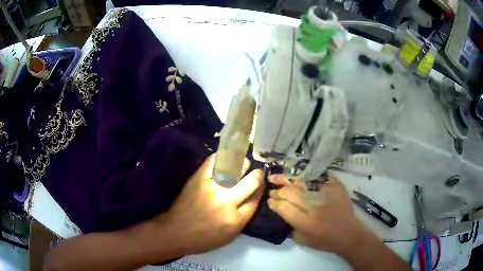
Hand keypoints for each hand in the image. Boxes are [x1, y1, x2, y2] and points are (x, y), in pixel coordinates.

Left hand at [164, 154, 263, 254]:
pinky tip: (225, 158)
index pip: (256, 198)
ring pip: (236, 169)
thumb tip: (253, 198)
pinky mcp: (199, 179)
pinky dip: (222, 158)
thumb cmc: (203, 239)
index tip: (260, 183)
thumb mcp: (229, 237)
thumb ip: (243, 218)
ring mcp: (213, 189)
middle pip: (252, 182)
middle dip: (256, 175)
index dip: (260, 188)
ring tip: (241, 164)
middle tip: (255, 172)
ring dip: (241, 165)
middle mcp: (228, 202)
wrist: (176, 232)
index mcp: (237, 220)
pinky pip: (214, 161)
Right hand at [267, 175, 408, 270]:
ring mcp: (327, 194)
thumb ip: (290, 226)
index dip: (274, 203)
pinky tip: (299, 178)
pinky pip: (318, 178)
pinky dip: (307, 178)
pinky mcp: (336, 187)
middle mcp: (315, 206)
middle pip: (290, 193)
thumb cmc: (325, 241)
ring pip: (302, 183)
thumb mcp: (302, 240)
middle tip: (274, 191)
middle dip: (279, 191)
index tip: (270, 201)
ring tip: (277, 178)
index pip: (284, 207)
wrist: (349, 234)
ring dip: (288, 181)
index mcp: (306, 222)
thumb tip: (282, 211)